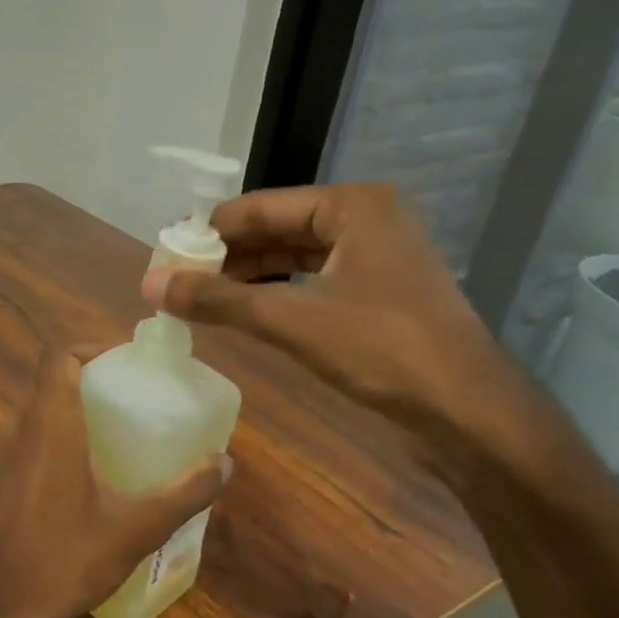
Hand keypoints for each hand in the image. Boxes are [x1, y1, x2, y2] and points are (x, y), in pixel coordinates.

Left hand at [0, 345, 230, 617]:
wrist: (1, 605)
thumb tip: (225, 463)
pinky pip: (31, 432)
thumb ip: (184, 493)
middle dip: (92, 376)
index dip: (92, 346)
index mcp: (49, 422)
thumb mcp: (136, 528)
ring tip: (120, 424)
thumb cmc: (66, 558)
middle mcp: (20, 425)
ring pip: (40, 406)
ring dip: (75, 404)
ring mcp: (5, 450)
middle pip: (53, 378)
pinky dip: (59, 430)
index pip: (60, 355)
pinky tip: (91, 464)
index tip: (128, 360)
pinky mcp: (2, 474)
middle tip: (135, 393)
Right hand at [142, 183, 514, 439]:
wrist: (468, 411)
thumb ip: (218, 299)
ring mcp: (375, 258)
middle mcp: (366, 220)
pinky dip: (274, 295)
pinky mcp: (377, 294)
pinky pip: (310, 281)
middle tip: (177, 279)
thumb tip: (150, 283)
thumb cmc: (382, 348)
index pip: (260, 207)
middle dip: (226, 255)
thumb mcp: (290, 319)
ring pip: (293, 257)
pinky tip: (242, 312)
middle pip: (276, 229)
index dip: (208, 231)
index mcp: (352, 206)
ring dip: (247, 276)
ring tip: (199, 297)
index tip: (165, 254)